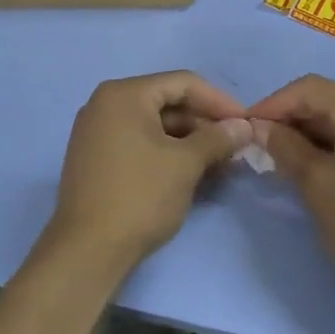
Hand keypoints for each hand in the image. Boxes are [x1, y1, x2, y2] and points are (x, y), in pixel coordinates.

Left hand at [45, 71, 252, 274]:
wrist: (88, 250)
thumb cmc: (140, 196)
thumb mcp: (186, 164)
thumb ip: (217, 138)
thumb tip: (244, 126)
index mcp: (124, 94)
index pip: (182, 83)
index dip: (219, 101)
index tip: (247, 122)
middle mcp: (105, 104)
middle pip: (167, 102)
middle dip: (205, 123)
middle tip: (236, 147)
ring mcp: (96, 132)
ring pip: (154, 125)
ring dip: (189, 141)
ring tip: (221, 163)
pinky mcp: (96, 158)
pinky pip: (139, 142)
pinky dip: (167, 152)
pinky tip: (193, 172)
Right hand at [249, 75, 334, 295]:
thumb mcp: (315, 183)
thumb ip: (285, 146)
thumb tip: (259, 127)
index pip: (311, 89)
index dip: (273, 104)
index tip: (244, 127)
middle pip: (329, 101)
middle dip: (291, 119)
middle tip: (258, 144)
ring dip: (310, 133)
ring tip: (278, 157)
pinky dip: (332, 145)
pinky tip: (310, 164)